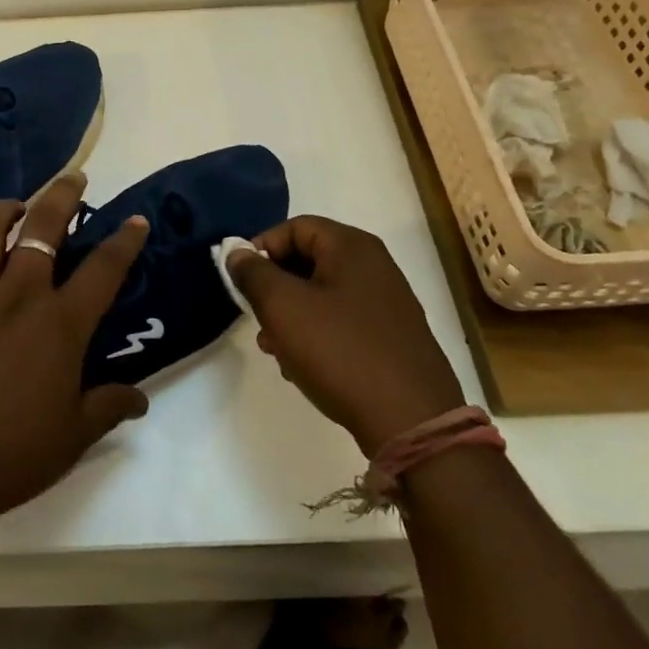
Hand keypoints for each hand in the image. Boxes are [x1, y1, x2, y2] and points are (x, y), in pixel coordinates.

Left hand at [0, 176, 150, 525]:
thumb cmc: (7, 455)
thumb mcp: (71, 437)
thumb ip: (107, 407)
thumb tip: (139, 398)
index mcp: (59, 325)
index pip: (103, 270)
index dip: (124, 241)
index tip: (135, 220)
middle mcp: (16, 296)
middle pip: (43, 227)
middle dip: (63, 195)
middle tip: (73, 178)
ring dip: (6, 208)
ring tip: (16, 207)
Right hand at [226, 216, 466, 455]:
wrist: (411, 421)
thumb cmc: (340, 351)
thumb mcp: (283, 307)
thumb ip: (253, 273)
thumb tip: (237, 252)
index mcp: (352, 247)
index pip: (294, 227)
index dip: (261, 248)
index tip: (240, 281)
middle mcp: (374, 266)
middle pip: (308, 260)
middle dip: (274, 288)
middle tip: (256, 318)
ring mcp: (387, 303)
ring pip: (322, 295)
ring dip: (291, 316)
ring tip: (275, 350)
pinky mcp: (392, 338)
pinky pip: (342, 322)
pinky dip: (316, 335)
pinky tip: (303, 367)